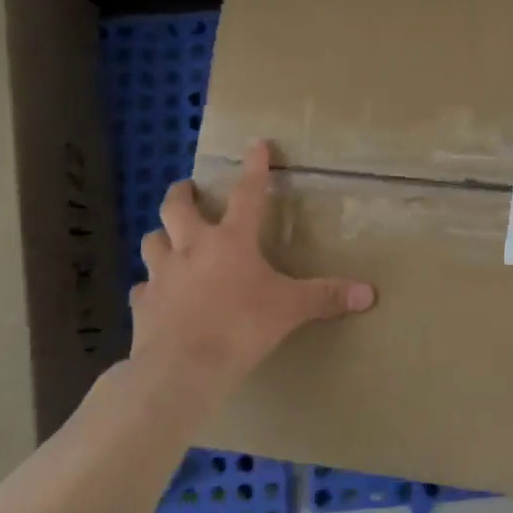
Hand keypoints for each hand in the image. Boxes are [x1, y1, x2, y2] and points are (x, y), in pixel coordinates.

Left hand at [129, 140, 374, 409]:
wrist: (182, 369)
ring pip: (152, 240)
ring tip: (170, 239)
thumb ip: (327, 297)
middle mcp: (193, 248)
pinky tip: (156, 294)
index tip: (256, 144)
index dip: (255, 167)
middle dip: (183, 193)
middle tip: (189, 189)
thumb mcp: (291, 309)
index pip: (248, 194)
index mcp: (232, 241)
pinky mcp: (143, 304)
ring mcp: (162, 275)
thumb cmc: (241, 327)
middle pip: (177, 207)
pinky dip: (150, 286)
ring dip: (162, 236)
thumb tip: (370, 293)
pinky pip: (142, 288)